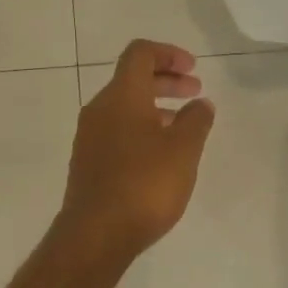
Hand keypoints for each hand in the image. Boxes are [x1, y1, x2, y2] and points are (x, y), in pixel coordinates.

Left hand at [61, 40, 215, 257]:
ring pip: (124, 108)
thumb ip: (196, 121)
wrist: (96, 233)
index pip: (140, 54)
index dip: (169, 53)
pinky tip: (159, 156)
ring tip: (183, 127)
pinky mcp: (87, 163)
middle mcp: (98, 110)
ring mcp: (88, 137)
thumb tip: (200, 103)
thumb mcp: (184, 150)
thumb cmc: (145, 185)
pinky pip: (116, 132)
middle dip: (166, 81)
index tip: (194, 70)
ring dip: (155, 108)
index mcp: (121, 96)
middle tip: (195, 93)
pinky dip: (140, 130)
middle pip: (132, 80)